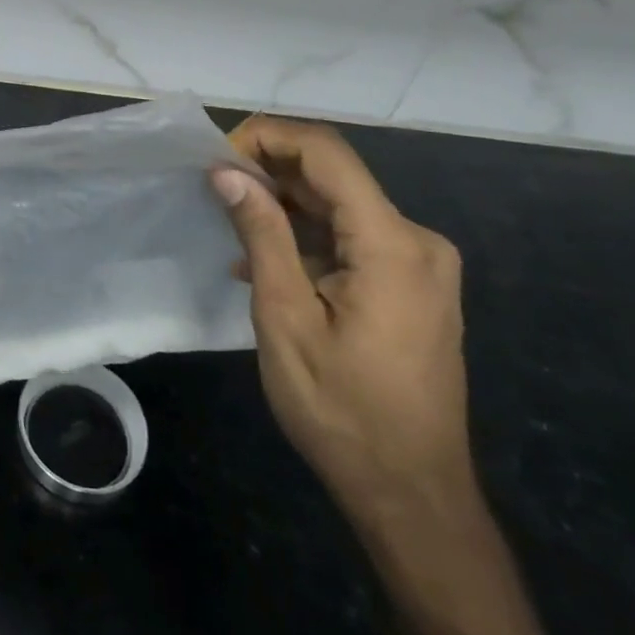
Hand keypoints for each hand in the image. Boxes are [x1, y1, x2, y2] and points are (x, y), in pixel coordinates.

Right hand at [213, 116, 471, 523]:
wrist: (413, 498)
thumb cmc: (342, 410)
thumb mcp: (286, 318)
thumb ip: (261, 233)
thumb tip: (226, 171)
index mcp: (392, 243)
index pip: (326, 152)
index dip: (268, 137)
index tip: (217, 156)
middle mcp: (416, 241)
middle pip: (334, 175)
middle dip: (270, 170)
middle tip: (214, 187)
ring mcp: (420, 265)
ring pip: (341, 206)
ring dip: (285, 205)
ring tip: (230, 223)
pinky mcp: (414, 286)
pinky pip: (354, 238)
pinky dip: (308, 237)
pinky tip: (264, 262)